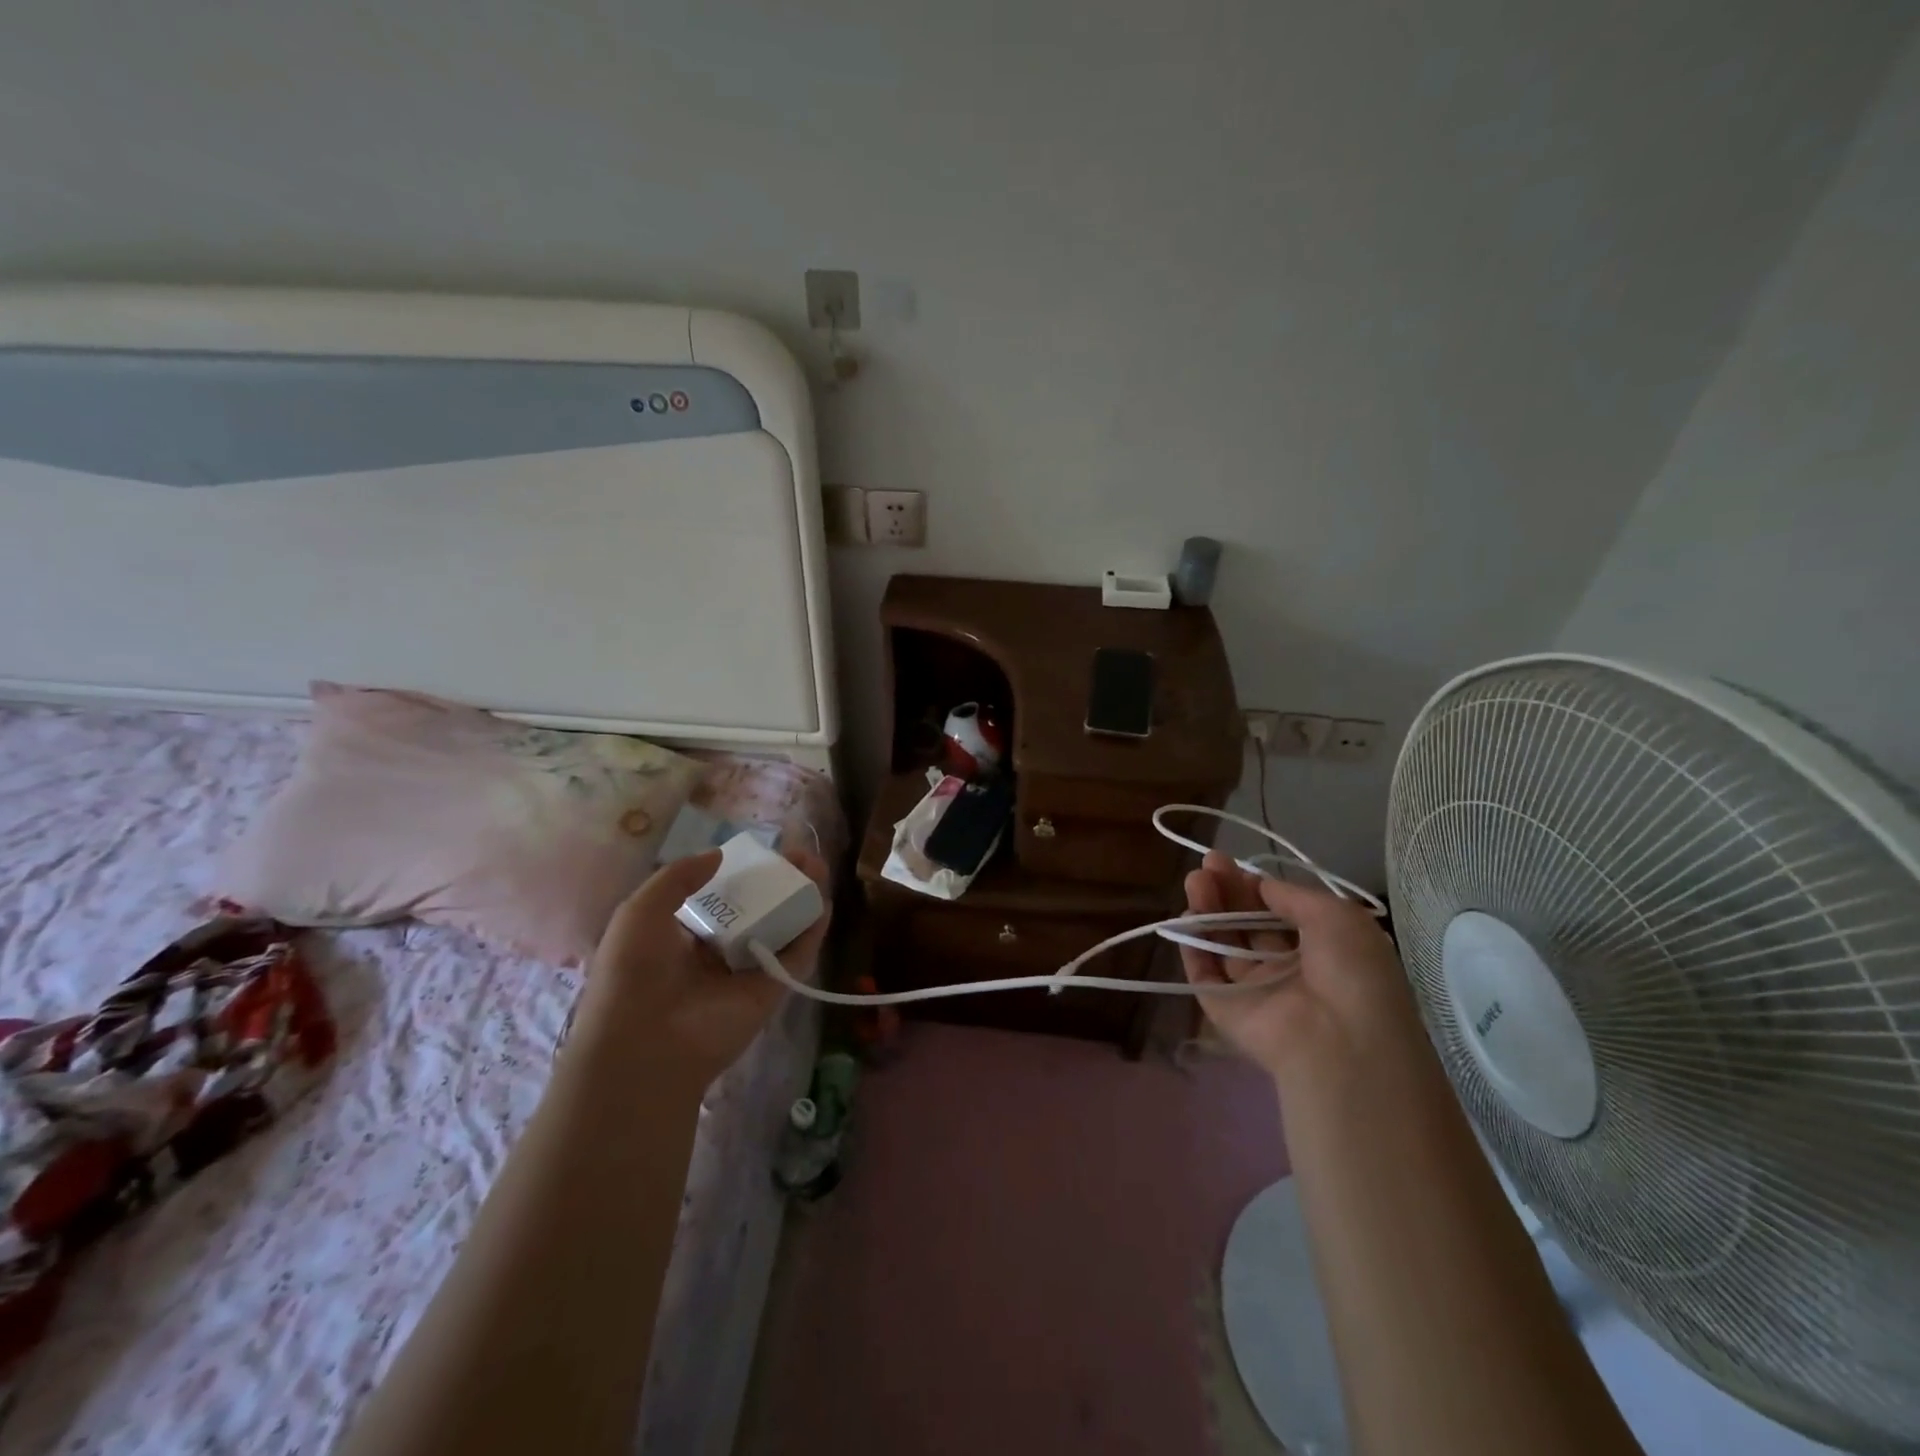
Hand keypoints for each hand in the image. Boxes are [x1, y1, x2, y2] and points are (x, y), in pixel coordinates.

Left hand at [570, 848, 831, 1087]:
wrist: (646, 1044)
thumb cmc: (634, 973)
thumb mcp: (640, 911)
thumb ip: (678, 877)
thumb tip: (718, 855)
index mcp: (681, 937)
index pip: (719, 899)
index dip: (741, 874)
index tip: (762, 852)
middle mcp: (716, 952)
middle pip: (757, 909)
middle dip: (778, 881)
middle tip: (799, 855)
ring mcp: (746, 972)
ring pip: (781, 928)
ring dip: (800, 898)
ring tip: (817, 867)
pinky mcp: (771, 990)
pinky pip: (796, 956)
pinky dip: (812, 930)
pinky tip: (823, 903)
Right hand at [1180, 851, 1418, 1083]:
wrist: (1342, 1042)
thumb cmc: (1352, 972)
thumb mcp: (1337, 916)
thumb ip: (1292, 895)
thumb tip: (1260, 884)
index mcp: (1321, 949)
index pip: (1278, 911)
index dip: (1254, 886)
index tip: (1230, 863)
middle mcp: (1287, 968)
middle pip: (1248, 923)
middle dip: (1227, 891)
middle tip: (1206, 864)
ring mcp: (1255, 990)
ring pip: (1224, 944)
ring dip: (1208, 910)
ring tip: (1195, 881)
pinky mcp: (1226, 1010)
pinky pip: (1204, 975)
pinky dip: (1193, 948)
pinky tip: (1186, 919)